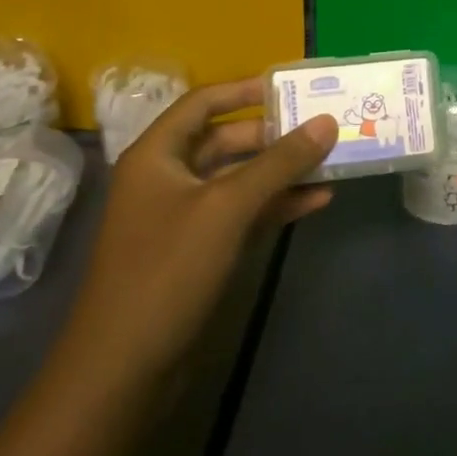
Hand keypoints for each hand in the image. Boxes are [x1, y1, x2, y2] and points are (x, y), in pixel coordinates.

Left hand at [62, 79, 337, 375]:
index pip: (203, 103)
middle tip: (323, 127)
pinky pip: (244, 213)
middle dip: (274, 134)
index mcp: (158, 155)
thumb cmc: (168, 269)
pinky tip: (317, 201)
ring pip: (240, 179)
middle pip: (227, 140)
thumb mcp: (228, 207)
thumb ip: (279, 162)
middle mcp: (169, 178)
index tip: (292, 88)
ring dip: (282, 171)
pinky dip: (277, 205)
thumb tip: (327, 121)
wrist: (125, 367)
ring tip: (331, 161)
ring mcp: (185, 216)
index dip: (245, 90)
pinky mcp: (201, 250)